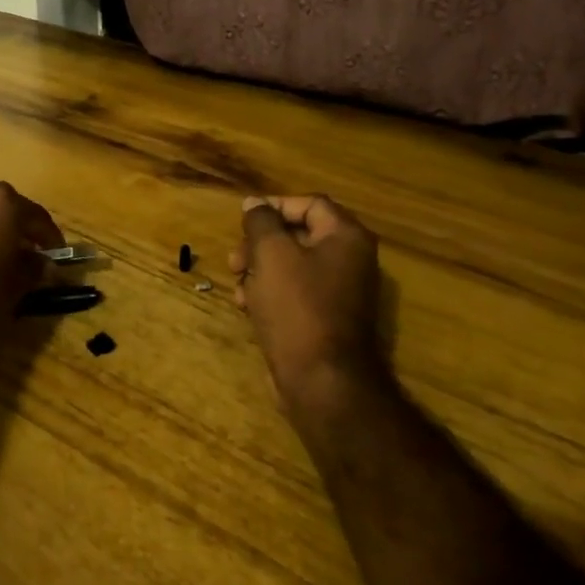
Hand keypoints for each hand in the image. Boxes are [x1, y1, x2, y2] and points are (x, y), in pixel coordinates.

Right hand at [229, 194, 391, 420]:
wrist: (321, 381)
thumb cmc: (297, 307)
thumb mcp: (271, 254)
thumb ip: (261, 222)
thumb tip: (255, 203)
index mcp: (346, 238)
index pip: (310, 204)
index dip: (274, 206)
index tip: (244, 221)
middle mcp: (349, 260)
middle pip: (297, 234)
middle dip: (260, 244)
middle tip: (235, 260)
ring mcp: (339, 292)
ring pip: (291, 266)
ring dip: (259, 270)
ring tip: (238, 286)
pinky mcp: (325, 319)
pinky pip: (294, 293)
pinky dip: (269, 293)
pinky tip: (247, 307)